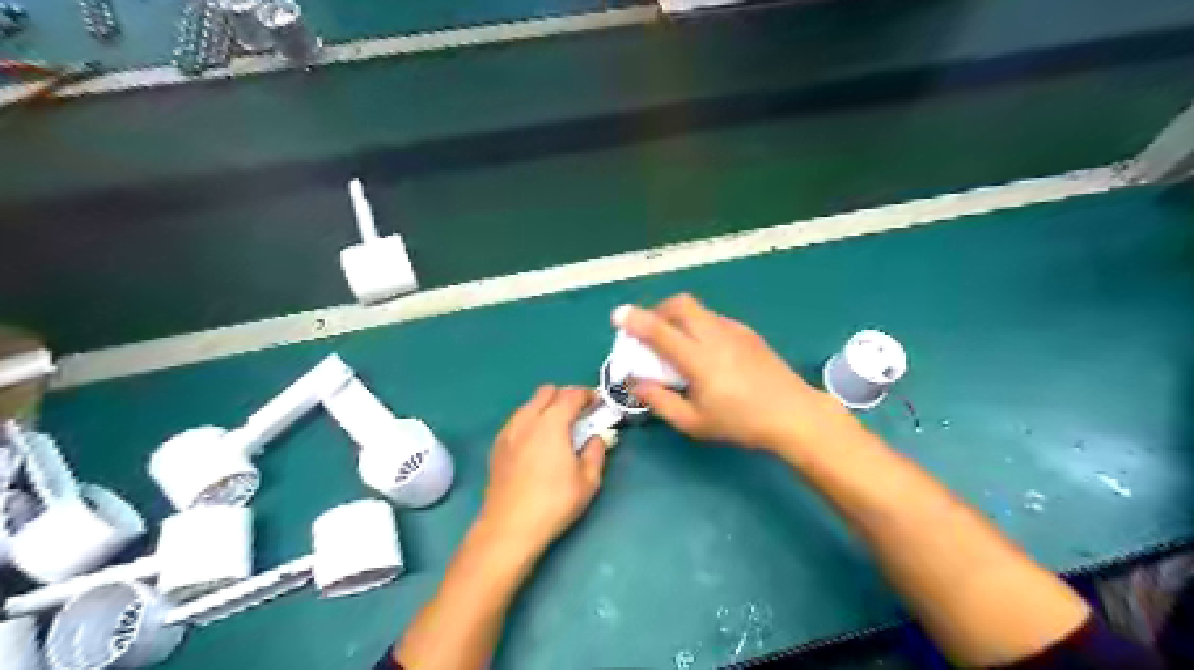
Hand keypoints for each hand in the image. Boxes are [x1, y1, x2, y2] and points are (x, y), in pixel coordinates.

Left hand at [477, 384, 607, 555]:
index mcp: (552, 423)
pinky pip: (517, 420)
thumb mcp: (588, 481)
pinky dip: (531, 421)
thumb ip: (596, 452)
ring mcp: (508, 431)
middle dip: (565, 396)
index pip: (571, 395)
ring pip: (529, 404)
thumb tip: (596, 438)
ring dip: (546, 407)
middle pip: (547, 391)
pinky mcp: (497, 446)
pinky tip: (537, 443)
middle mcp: (527, 419)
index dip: (587, 395)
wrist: (509, 527)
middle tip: (579, 414)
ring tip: (558, 428)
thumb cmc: (554, 503)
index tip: (598, 403)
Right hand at [611, 292, 852, 453]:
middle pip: (680, 304)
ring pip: (698, 310)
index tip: (618, 315)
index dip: (635, 320)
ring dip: (678, 317)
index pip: (660, 331)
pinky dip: (697, 325)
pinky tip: (704, 350)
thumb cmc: (740, 423)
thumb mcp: (694, 422)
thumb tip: (636, 384)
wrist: (793, 414)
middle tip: (649, 331)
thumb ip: (660, 401)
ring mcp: (734, 330)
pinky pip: (713, 318)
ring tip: (675, 342)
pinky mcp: (747, 332)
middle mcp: (714, 335)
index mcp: (698, 359)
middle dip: (657, 310)